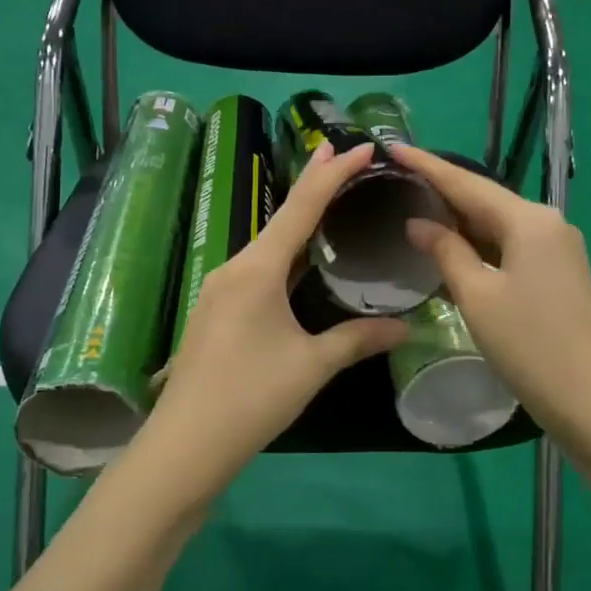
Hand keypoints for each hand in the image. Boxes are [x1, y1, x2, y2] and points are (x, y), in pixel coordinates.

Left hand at [138, 141, 408, 493]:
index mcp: (257, 268)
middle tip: (342, 158)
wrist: (185, 444)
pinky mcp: (215, 313)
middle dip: (313, 188)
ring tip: (328, 203)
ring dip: (297, 223)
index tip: (358, 146)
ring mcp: (219, 290)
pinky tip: (298, 264)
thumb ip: (357, 339)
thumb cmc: (252, 397)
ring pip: (266, 246)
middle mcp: (234, 268)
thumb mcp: (312, 366)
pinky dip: (283, 255)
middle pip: (281, 219)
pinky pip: (256, 270)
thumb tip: (404, 326)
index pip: (302, 207)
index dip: (332, 174)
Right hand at [390, 144, 590, 465]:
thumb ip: (446, 252)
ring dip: (459, 218)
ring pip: (497, 224)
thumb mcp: (478, 296)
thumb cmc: (529, 345)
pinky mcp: (557, 275)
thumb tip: (419, 223)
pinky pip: (509, 247)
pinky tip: (451, 246)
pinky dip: (477, 244)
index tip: (393, 147)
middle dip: (442, 189)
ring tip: (414, 205)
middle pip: (485, 199)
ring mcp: (557, 250)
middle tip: (397, 176)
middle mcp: (547, 224)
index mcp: (529, 221)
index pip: (467, 184)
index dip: (427, 166)